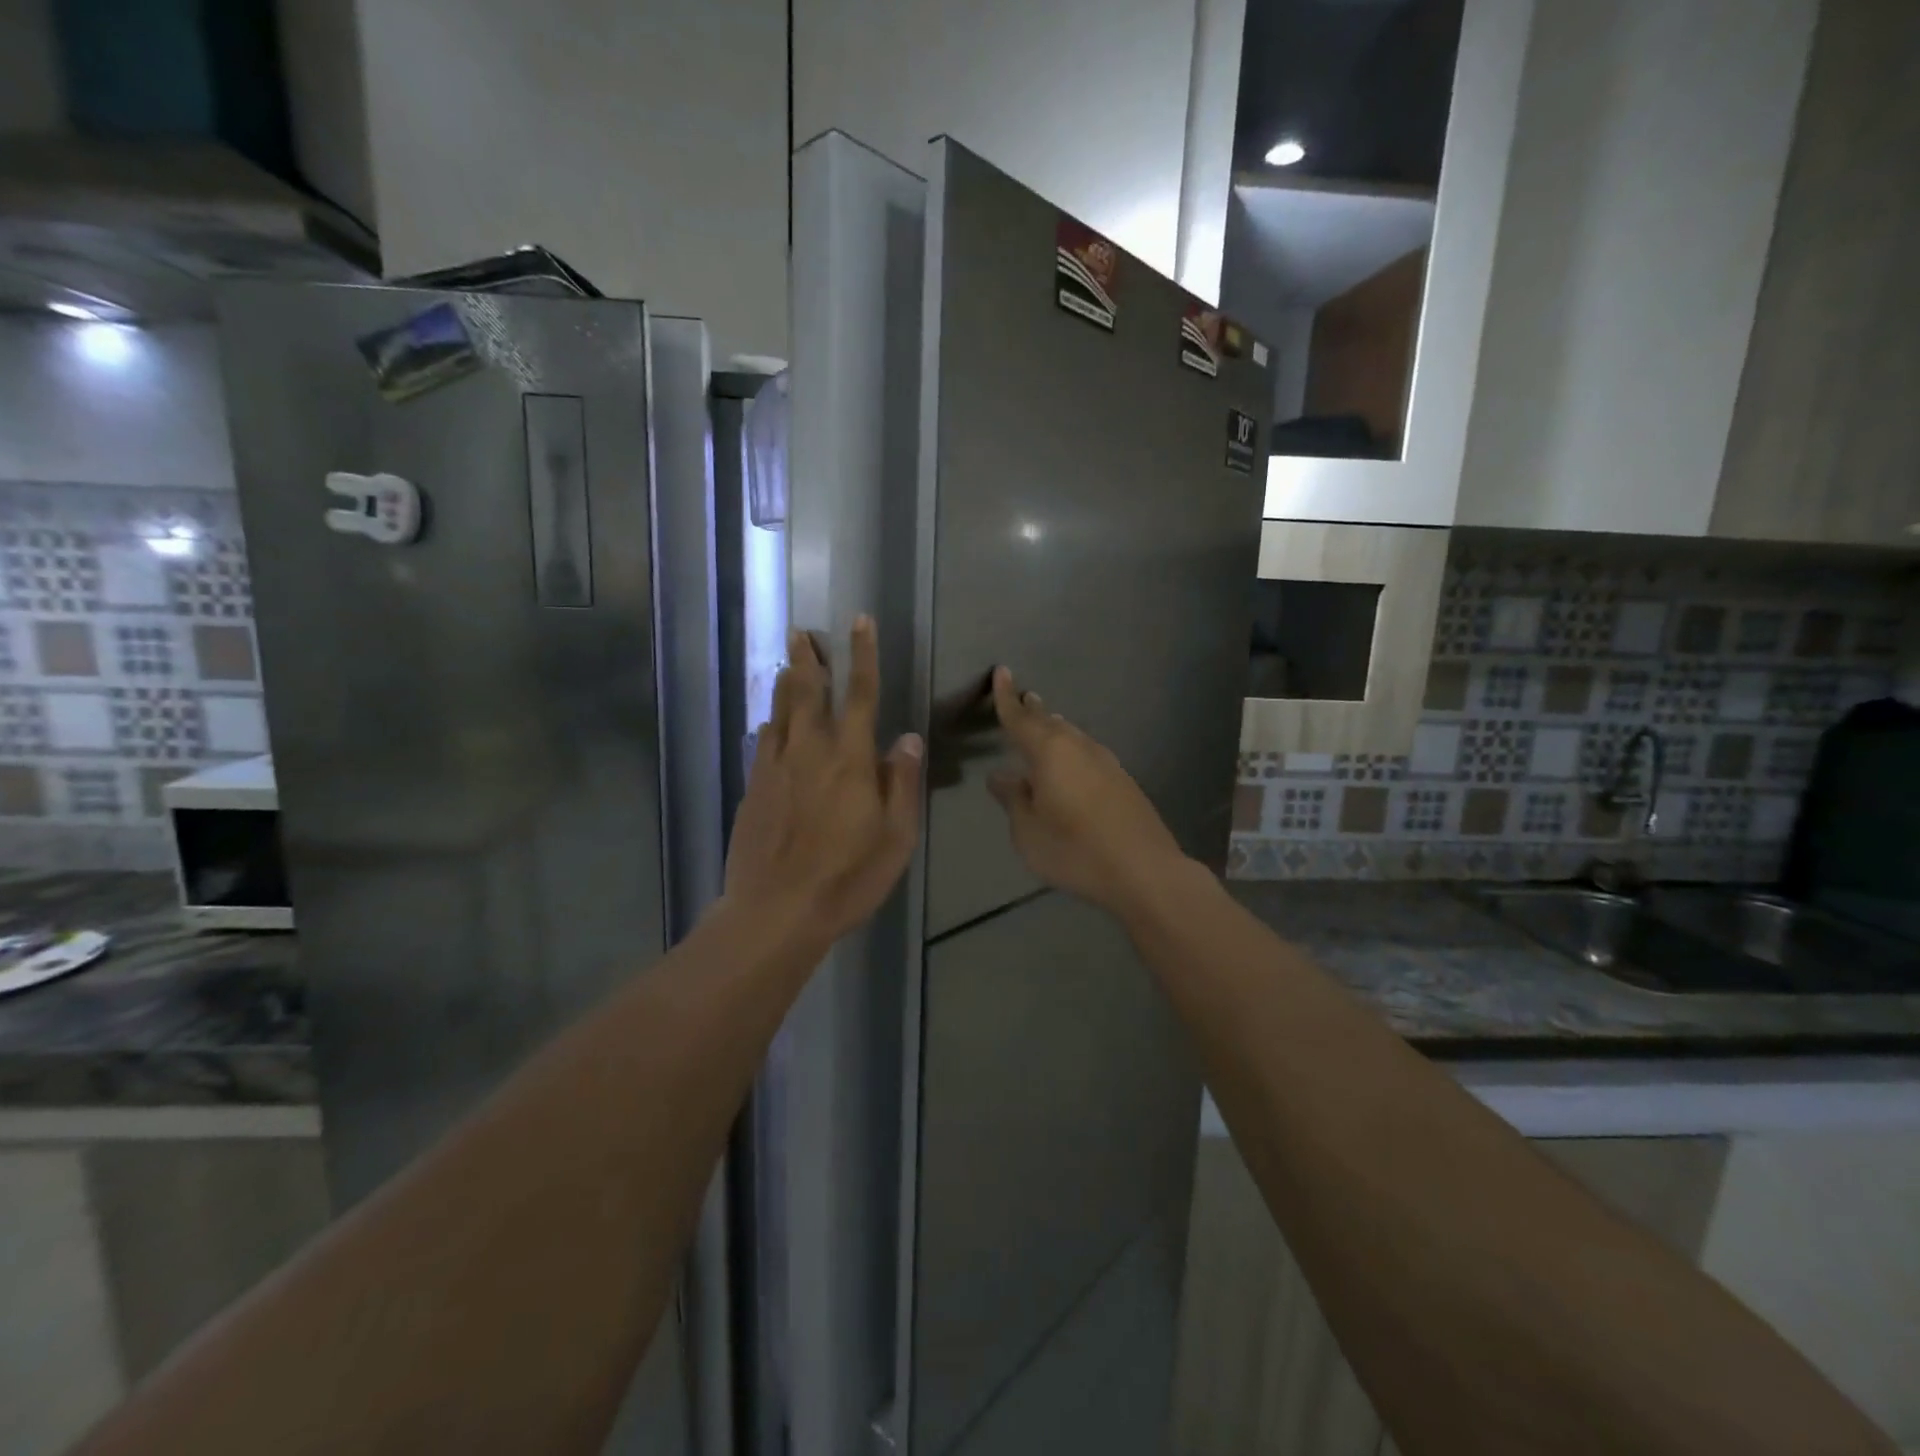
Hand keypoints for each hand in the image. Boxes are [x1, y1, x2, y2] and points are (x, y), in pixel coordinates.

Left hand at [723, 617, 923, 942]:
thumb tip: (906, 738)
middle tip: (803, 631)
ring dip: (786, 682)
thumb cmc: (847, 878)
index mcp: (849, 760)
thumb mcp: (895, 838)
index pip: (860, 695)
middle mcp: (809, 752)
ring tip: (787, 659)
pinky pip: (763, 742)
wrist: (776, 911)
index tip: (860, 622)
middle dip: (809, 658)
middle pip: (808, 693)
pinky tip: (769, 719)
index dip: (863, 656)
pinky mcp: (754, 789)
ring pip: (780, 713)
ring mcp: (775, 769)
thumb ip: (901, 783)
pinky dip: (769, 722)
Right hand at [986, 666, 1189, 915]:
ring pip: (1074, 736)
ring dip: (1056, 728)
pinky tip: (1072, 763)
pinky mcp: (1123, 781)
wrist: (1144, 870)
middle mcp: (1079, 747)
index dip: (1007, 698)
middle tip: (1023, 699)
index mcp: (1050, 752)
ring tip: (1046, 724)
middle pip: (1051, 722)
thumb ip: (1013, 799)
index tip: (1001, 672)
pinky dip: (1073, 750)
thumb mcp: (1028, 831)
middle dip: (1034, 711)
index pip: (1020, 719)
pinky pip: (1088, 753)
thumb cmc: (1074, 850)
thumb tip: (1000, 776)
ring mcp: (1106, 762)